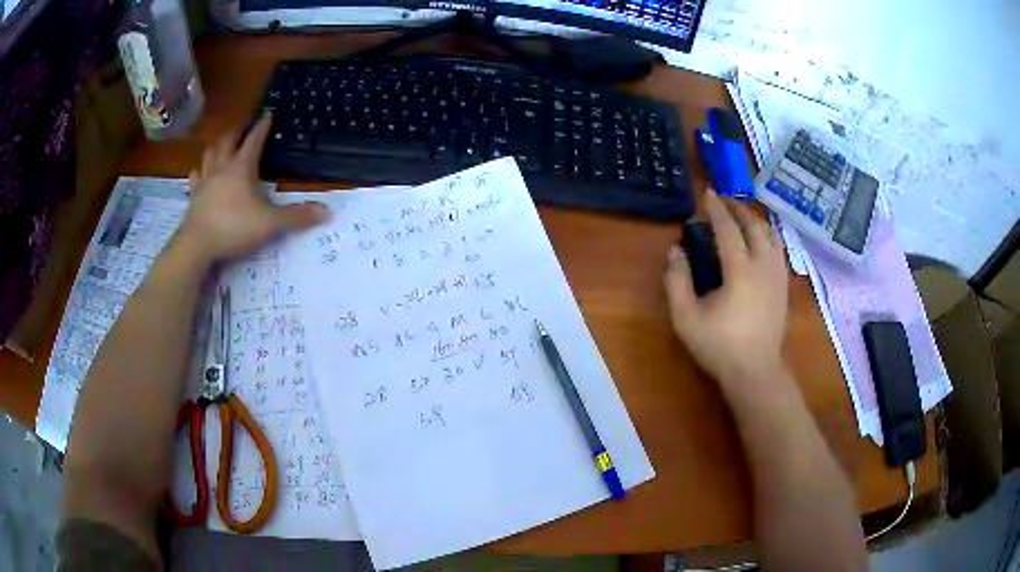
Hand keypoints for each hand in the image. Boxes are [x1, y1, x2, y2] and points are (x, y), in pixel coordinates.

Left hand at [175, 114, 328, 263]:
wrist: (197, 245)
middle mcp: (222, 168)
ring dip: (217, 146)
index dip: (263, 126)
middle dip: (238, 131)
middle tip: (245, 127)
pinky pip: (195, 177)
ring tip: (223, 145)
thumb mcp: (270, 223)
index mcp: (242, 167)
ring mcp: (204, 181)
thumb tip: (327, 211)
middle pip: (228, 141)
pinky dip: (199, 171)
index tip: (269, 113)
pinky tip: (200, 173)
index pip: (254, 140)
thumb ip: (297, 217)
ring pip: (210, 154)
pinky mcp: (193, 197)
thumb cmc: (234, 228)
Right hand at [664, 190, 788, 384]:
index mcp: (740, 270)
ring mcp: (777, 275)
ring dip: (755, 220)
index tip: (707, 193)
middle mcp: (763, 265)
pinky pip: (779, 249)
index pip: (728, 229)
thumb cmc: (719, 346)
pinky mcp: (784, 287)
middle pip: (754, 225)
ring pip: (771, 235)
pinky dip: (768, 236)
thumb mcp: (686, 317)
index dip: (716, 209)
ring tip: (742, 216)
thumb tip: (675, 251)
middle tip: (723, 201)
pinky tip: (761, 241)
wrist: (755, 372)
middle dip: (738, 208)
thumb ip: (677, 281)